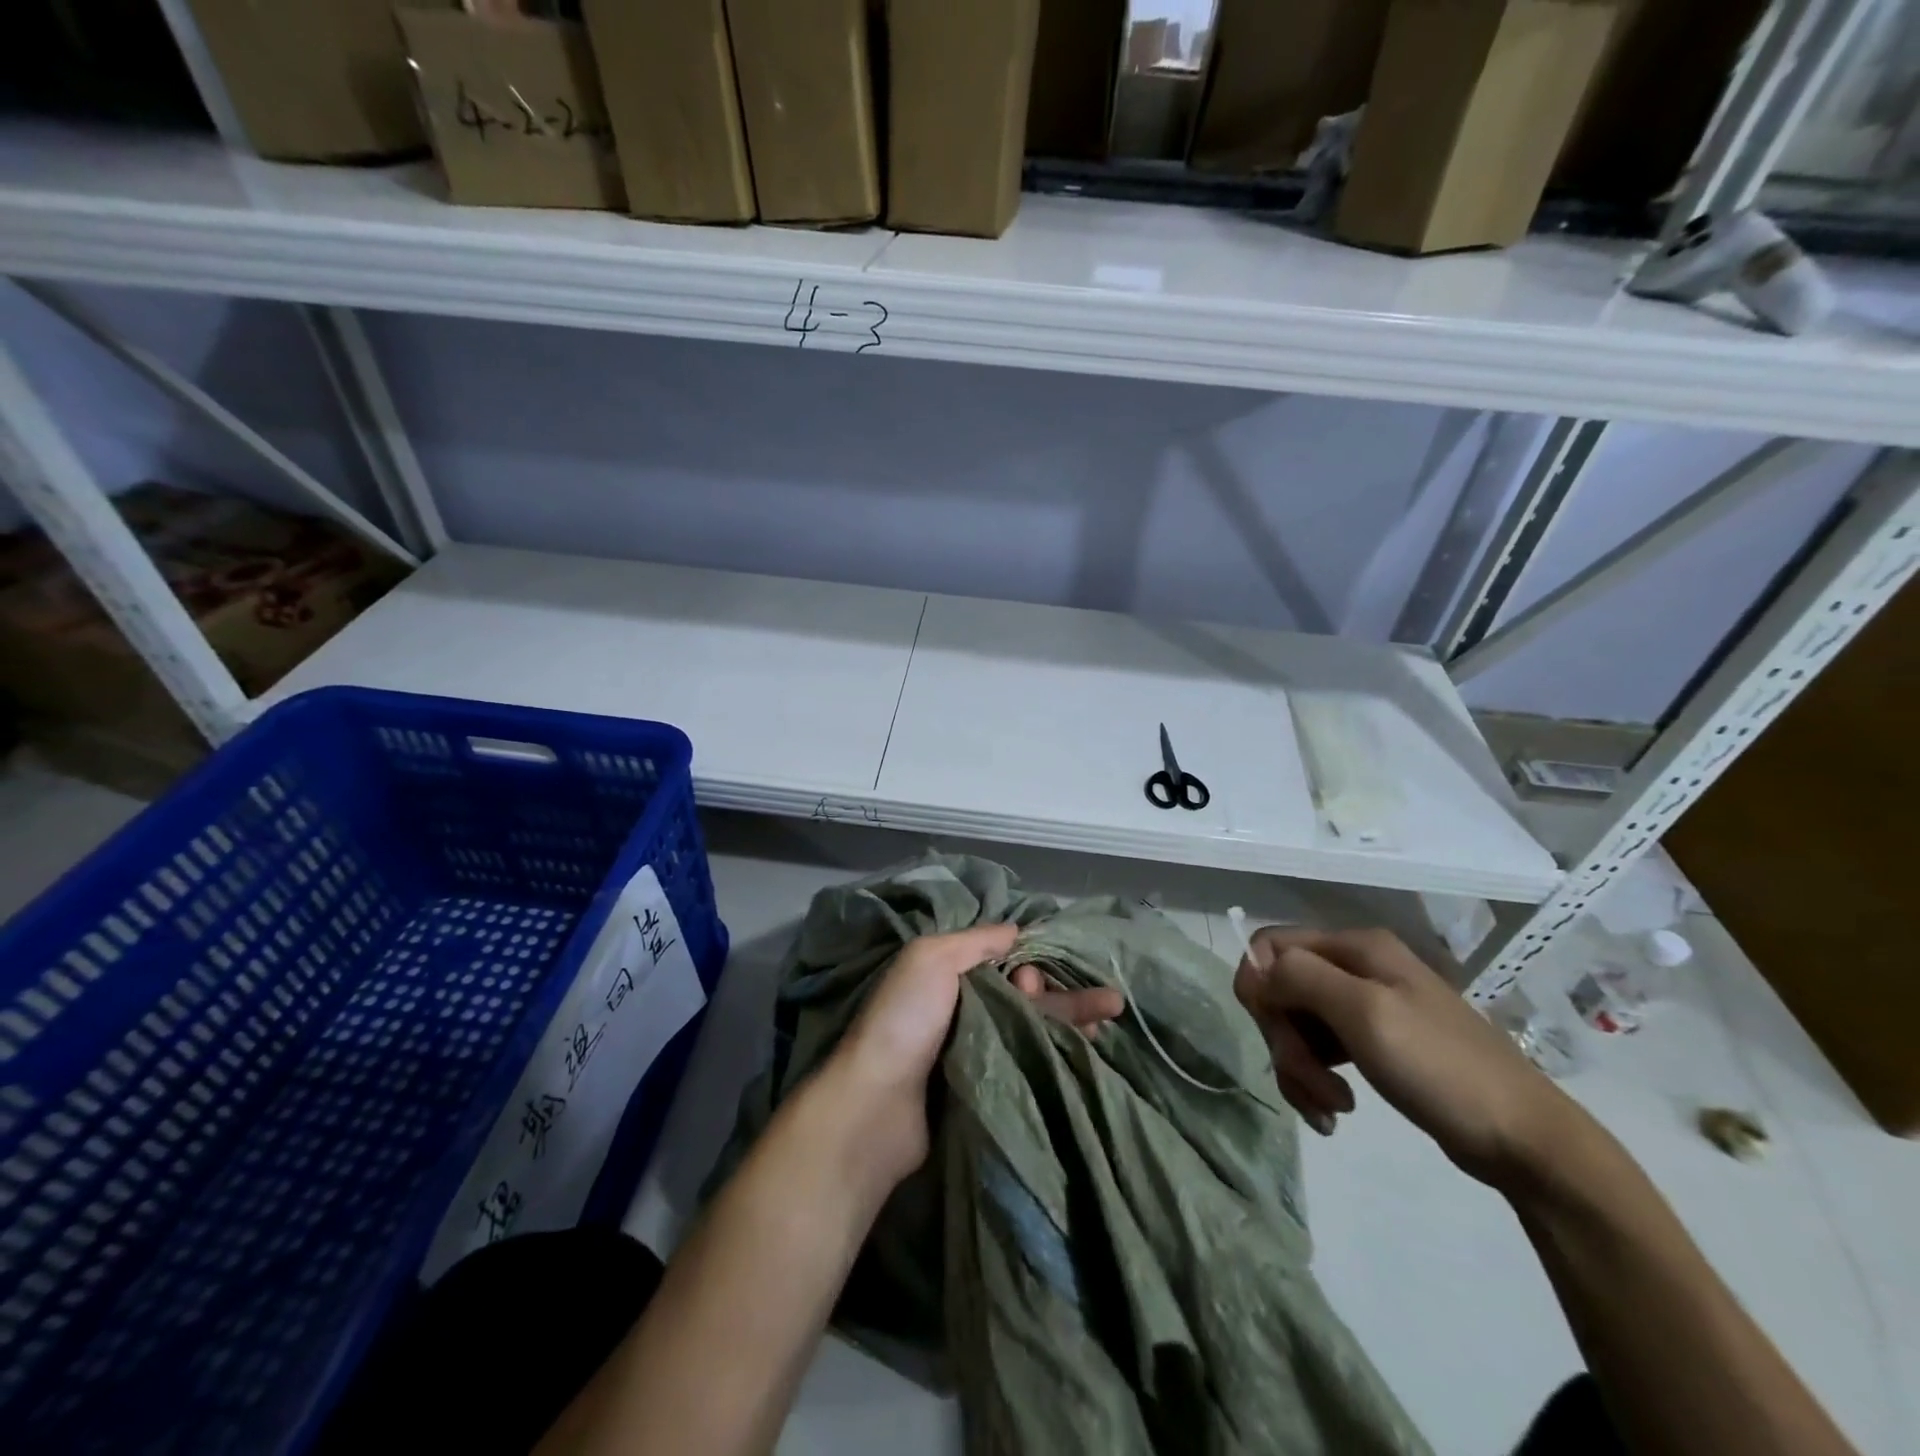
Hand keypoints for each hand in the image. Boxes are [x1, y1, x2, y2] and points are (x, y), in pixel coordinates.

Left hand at [830, 925, 1124, 1181]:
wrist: (877, 1107)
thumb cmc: (905, 1019)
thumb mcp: (932, 958)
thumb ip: (977, 941)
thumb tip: (1017, 931)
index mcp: (949, 976)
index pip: (1005, 963)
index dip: (1030, 965)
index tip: (1033, 981)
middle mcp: (965, 1010)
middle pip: (1026, 997)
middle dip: (1064, 994)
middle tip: (1108, 1001)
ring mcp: (977, 1052)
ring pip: (1033, 1029)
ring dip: (1072, 1021)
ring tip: (1111, 1018)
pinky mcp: (987, 1089)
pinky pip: (1029, 1063)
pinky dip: (1058, 1054)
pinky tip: (1090, 1051)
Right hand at [1233, 927, 1581, 1190]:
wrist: (1527, 1142)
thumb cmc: (1443, 1068)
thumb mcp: (1365, 1013)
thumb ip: (1301, 978)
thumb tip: (1256, 968)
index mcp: (1356, 947)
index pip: (1270, 945)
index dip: (1259, 986)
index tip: (1272, 1031)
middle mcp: (1357, 967)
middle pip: (1282, 990)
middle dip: (1285, 1039)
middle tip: (1311, 1084)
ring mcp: (1368, 1006)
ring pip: (1297, 1024)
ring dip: (1299, 1068)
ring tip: (1330, 1108)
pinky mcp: (1375, 1043)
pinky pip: (1321, 1052)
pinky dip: (1316, 1081)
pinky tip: (1334, 1113)